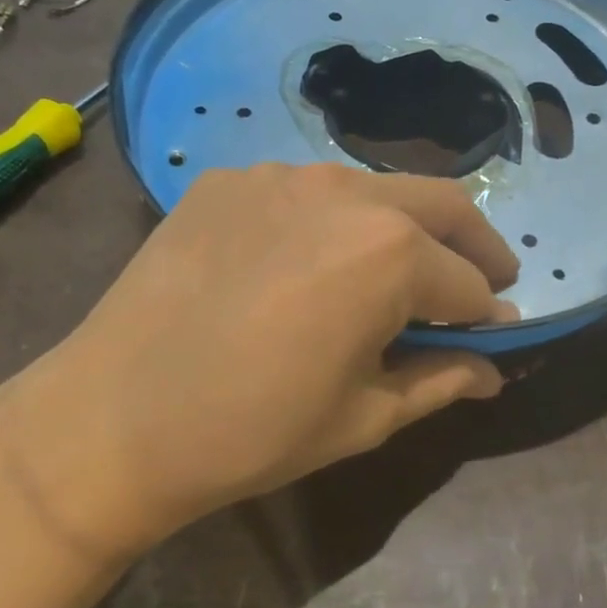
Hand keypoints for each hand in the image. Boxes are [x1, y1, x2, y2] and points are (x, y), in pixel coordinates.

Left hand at [0, 164, 519, 562]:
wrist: (111, 419)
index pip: (468, 281)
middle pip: (442, 204)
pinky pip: (304, 191)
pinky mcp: (228, 180)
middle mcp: (345, 192)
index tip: (494, 335)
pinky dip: (331, 221)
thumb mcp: (363, 417)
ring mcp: (281, 176)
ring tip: (391, 271)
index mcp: (390, 253)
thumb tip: (494, 368)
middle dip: (475, 244)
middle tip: (483, 280)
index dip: (488, 314)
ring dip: (403, 226)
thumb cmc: (253, 431)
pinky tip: (305, 262)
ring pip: (374, 189)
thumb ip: (440, 380)